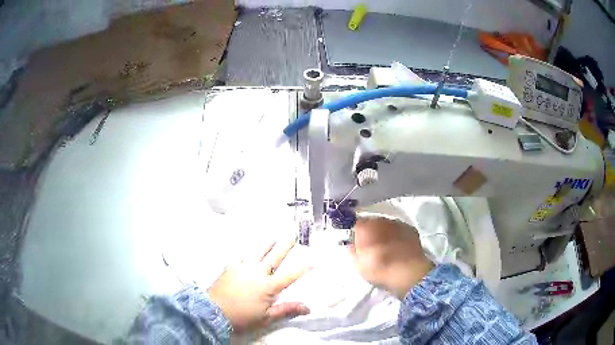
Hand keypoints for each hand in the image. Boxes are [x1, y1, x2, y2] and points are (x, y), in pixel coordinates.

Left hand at [208, 240, 309, 331]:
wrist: (214, 312)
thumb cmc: (242, 317)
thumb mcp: (266, 317)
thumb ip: (286, 310)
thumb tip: (307, 307)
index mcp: (268, 286)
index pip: (289, 276)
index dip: (302, 268)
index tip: (312, 260)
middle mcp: (257, 273)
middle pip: (274, 257)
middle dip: (285, 246)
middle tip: (292, 236)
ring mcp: (243, 268)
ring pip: (257, 252)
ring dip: (266, 244)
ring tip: (272, 237)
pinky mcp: (230, 267)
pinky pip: (240, 255)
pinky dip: (246, 251)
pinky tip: (248, 248)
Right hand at [350, 216, 433, 298]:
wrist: (409, 272)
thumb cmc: (380, 269)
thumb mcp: (358, 265)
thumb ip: (351, 250)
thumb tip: (350, 243)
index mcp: (365, 227)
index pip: (354, 224)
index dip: (354, 233)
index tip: (355, 243)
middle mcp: (381, 220)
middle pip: (371, 223)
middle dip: (370, 233)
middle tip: (371, 248)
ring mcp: (397, 223)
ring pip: (386, 226)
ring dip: (384, 233)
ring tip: (386, 249)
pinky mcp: (410, 229)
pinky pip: (399, 230)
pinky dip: (397, 236)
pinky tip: (398, 248)